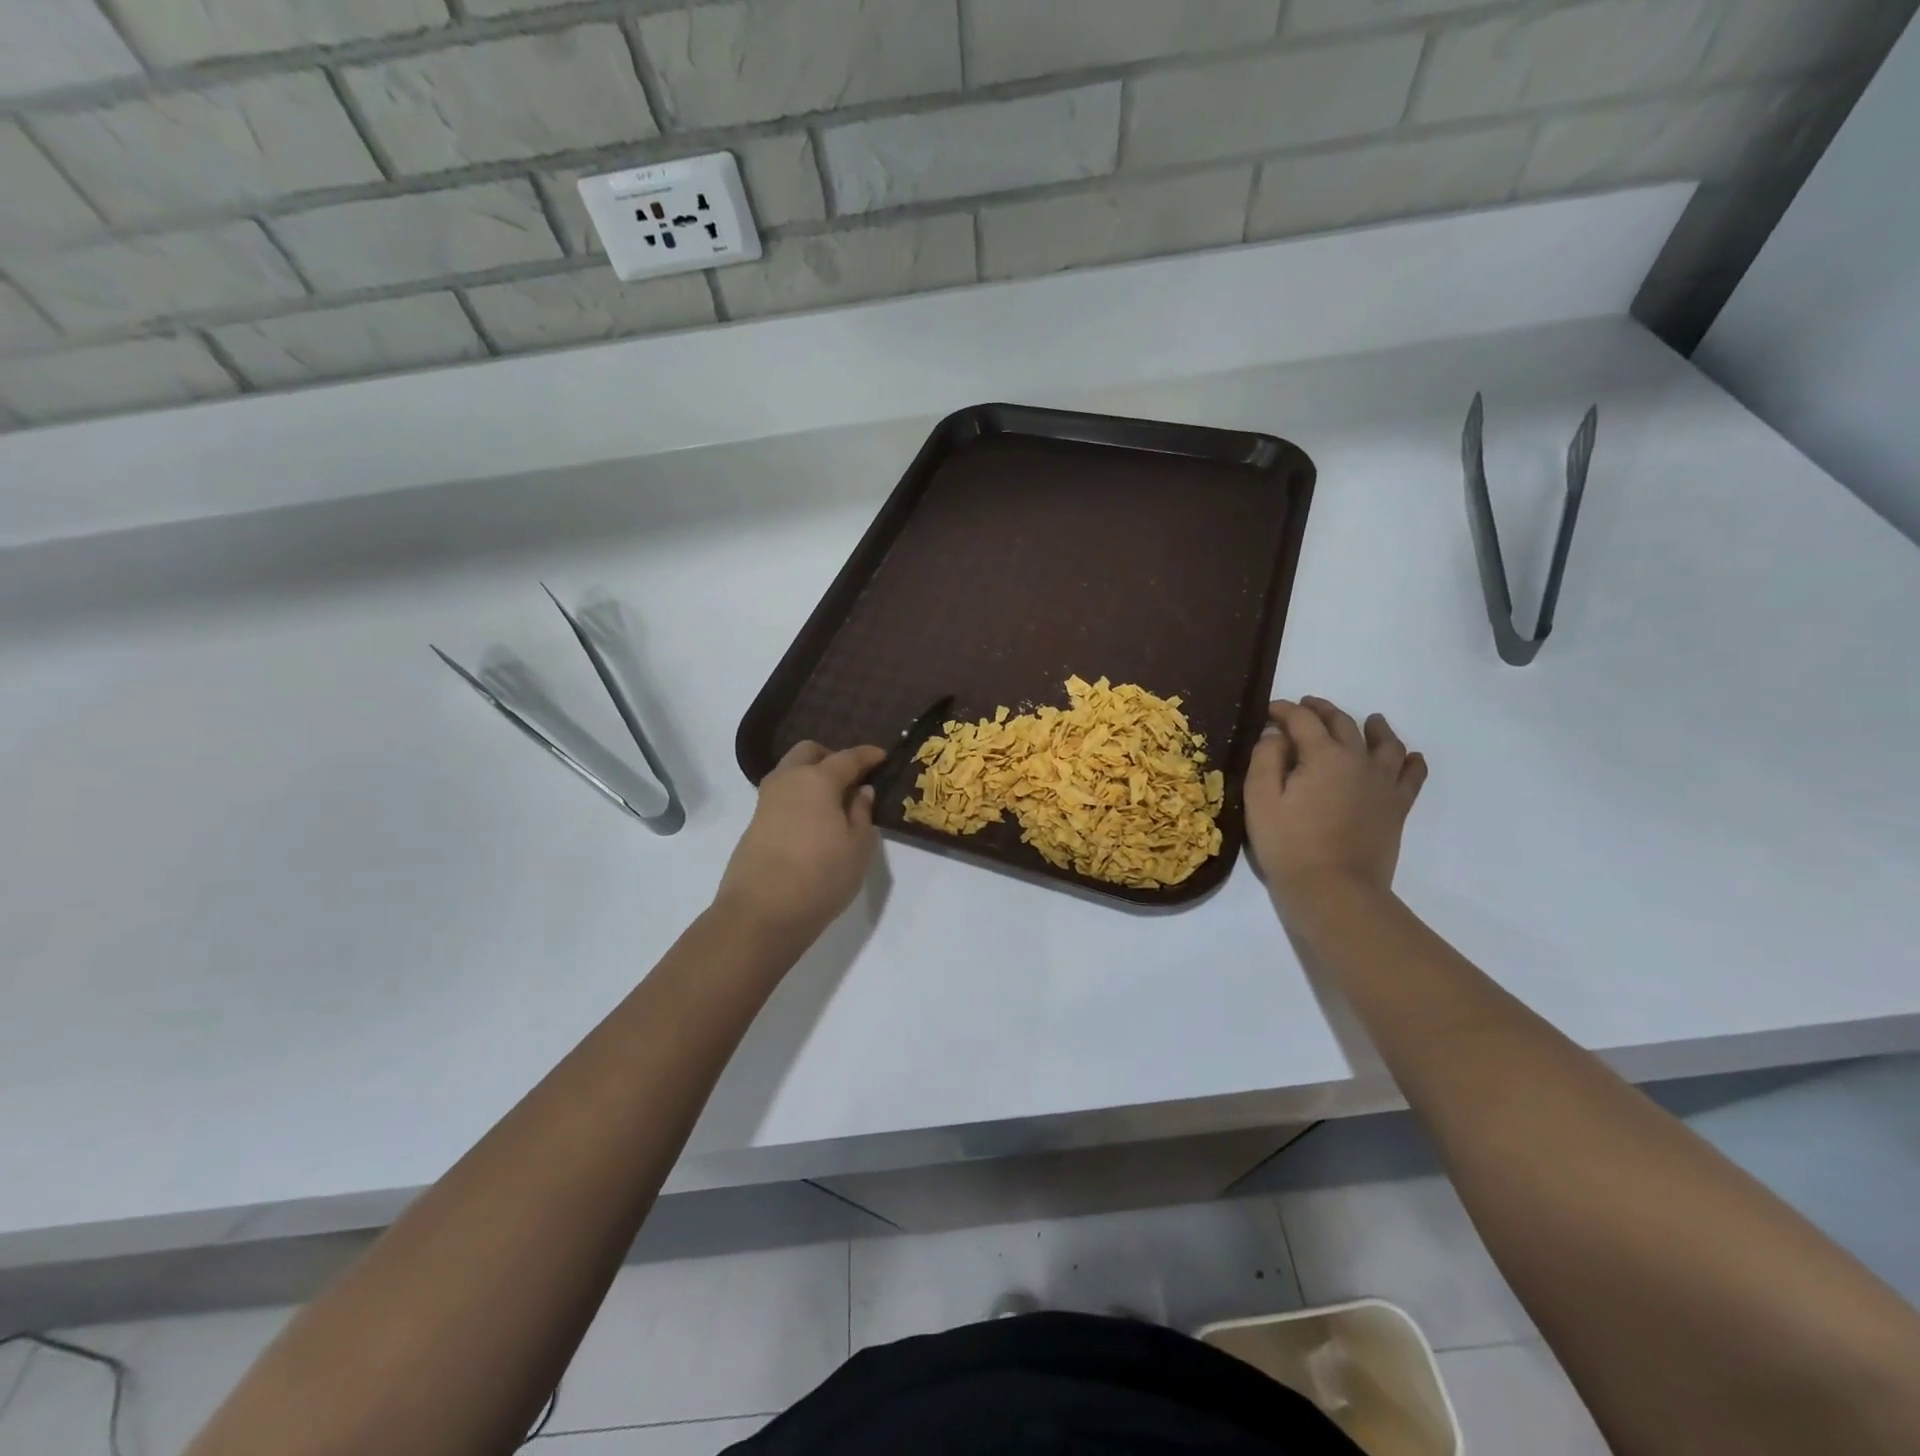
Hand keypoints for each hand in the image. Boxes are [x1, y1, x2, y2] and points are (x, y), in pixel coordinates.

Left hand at [715, 741, 886, 941]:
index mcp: (817, 780)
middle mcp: (788, 781)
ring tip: (833, 801)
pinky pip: (782, 795)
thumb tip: (861, 791)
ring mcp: (766, 801)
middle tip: (852, 777)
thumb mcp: (858, 847)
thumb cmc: (821, 877)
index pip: (847, 757)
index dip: (868, 755)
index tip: (883, 756)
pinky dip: (799, 796)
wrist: (761, 913)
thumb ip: (861, 813)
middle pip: (808, 752)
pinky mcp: (755, 823)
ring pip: (790, 771)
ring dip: (811, 775)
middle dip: (831, 756)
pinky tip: (813, 819)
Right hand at [1244, 697, 1426, 911]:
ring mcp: (1383, 784)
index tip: (1269, 710)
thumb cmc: (1288, 844)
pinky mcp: (1397, 807)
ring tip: (1371, 720)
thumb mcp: (1260, 799)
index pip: (1303, 720)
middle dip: (1323, 710)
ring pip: (1386, 744)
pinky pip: (1412, 776)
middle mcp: (1358, 760)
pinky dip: (1411, 761)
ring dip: (1375, 727)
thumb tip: (1275, 734)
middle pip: (1343, 724)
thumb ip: (1265, 759)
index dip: (1284, 710)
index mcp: (1323, 755)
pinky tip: (1411, 757)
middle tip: (1307, 706)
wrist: (1335, 890)